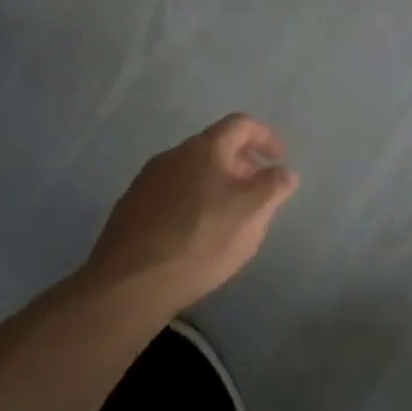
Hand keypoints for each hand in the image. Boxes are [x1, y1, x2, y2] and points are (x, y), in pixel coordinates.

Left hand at [81, 114, 298, 315]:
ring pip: (192, 172)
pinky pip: (172, 194)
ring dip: (217, 185)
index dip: (266, 137)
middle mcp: (172, 156)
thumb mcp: (253, 212)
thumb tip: (284, 171)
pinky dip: (193, 202)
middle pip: (215, 147)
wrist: (128, 285)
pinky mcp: (130, 209)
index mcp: (204, 148)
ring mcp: (146, 182)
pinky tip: (196, 235)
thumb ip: (275, 185)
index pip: (241, 124)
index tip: (279, 160)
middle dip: (242, 165)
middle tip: (259, 193)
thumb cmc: (200, 240)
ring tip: (229, 217)